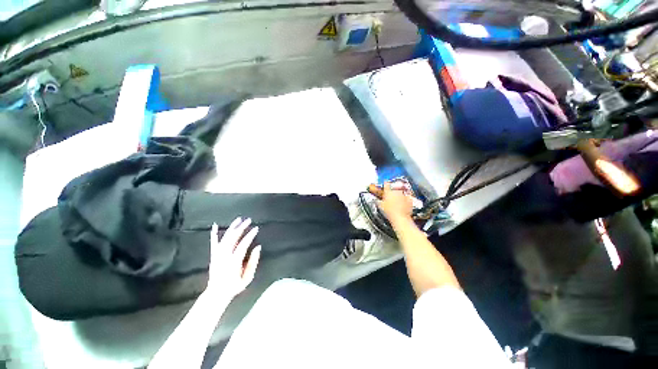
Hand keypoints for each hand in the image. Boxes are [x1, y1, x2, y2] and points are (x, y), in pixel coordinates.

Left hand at [206, 218, 260, 298]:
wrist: (216, 294)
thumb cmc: (234, 286)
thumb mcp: (247, 278)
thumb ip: (253, 262)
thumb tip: (258, 247)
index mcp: (234, 262)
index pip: (243, 244)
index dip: (250, 235)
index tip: (256, 228)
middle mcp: (224, 256)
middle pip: (233, 238)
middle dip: (242, 227)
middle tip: (249, 220)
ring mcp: (217, 255)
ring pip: (225, 238)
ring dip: (232, 227)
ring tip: (238, 219)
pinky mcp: (213, 256)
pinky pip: (213, 243)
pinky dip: (214, 233)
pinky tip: (215, 225)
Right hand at [378, 181, 412, 223]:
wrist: (400, 218)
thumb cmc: (389, 211)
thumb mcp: (380, 206)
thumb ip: (378, 201)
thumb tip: (376, 200)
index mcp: (388, 191)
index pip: (386, 183)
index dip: (385, 183)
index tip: (385, 184)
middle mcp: (397, 191)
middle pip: (394, 187)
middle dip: (392, 189)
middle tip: (390, 194)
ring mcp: (404, 195)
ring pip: (401, 191)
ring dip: (399, 193)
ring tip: (397, 199)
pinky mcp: (410, 199)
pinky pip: (407, 197)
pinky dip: (405, 198)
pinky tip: (403, 202)